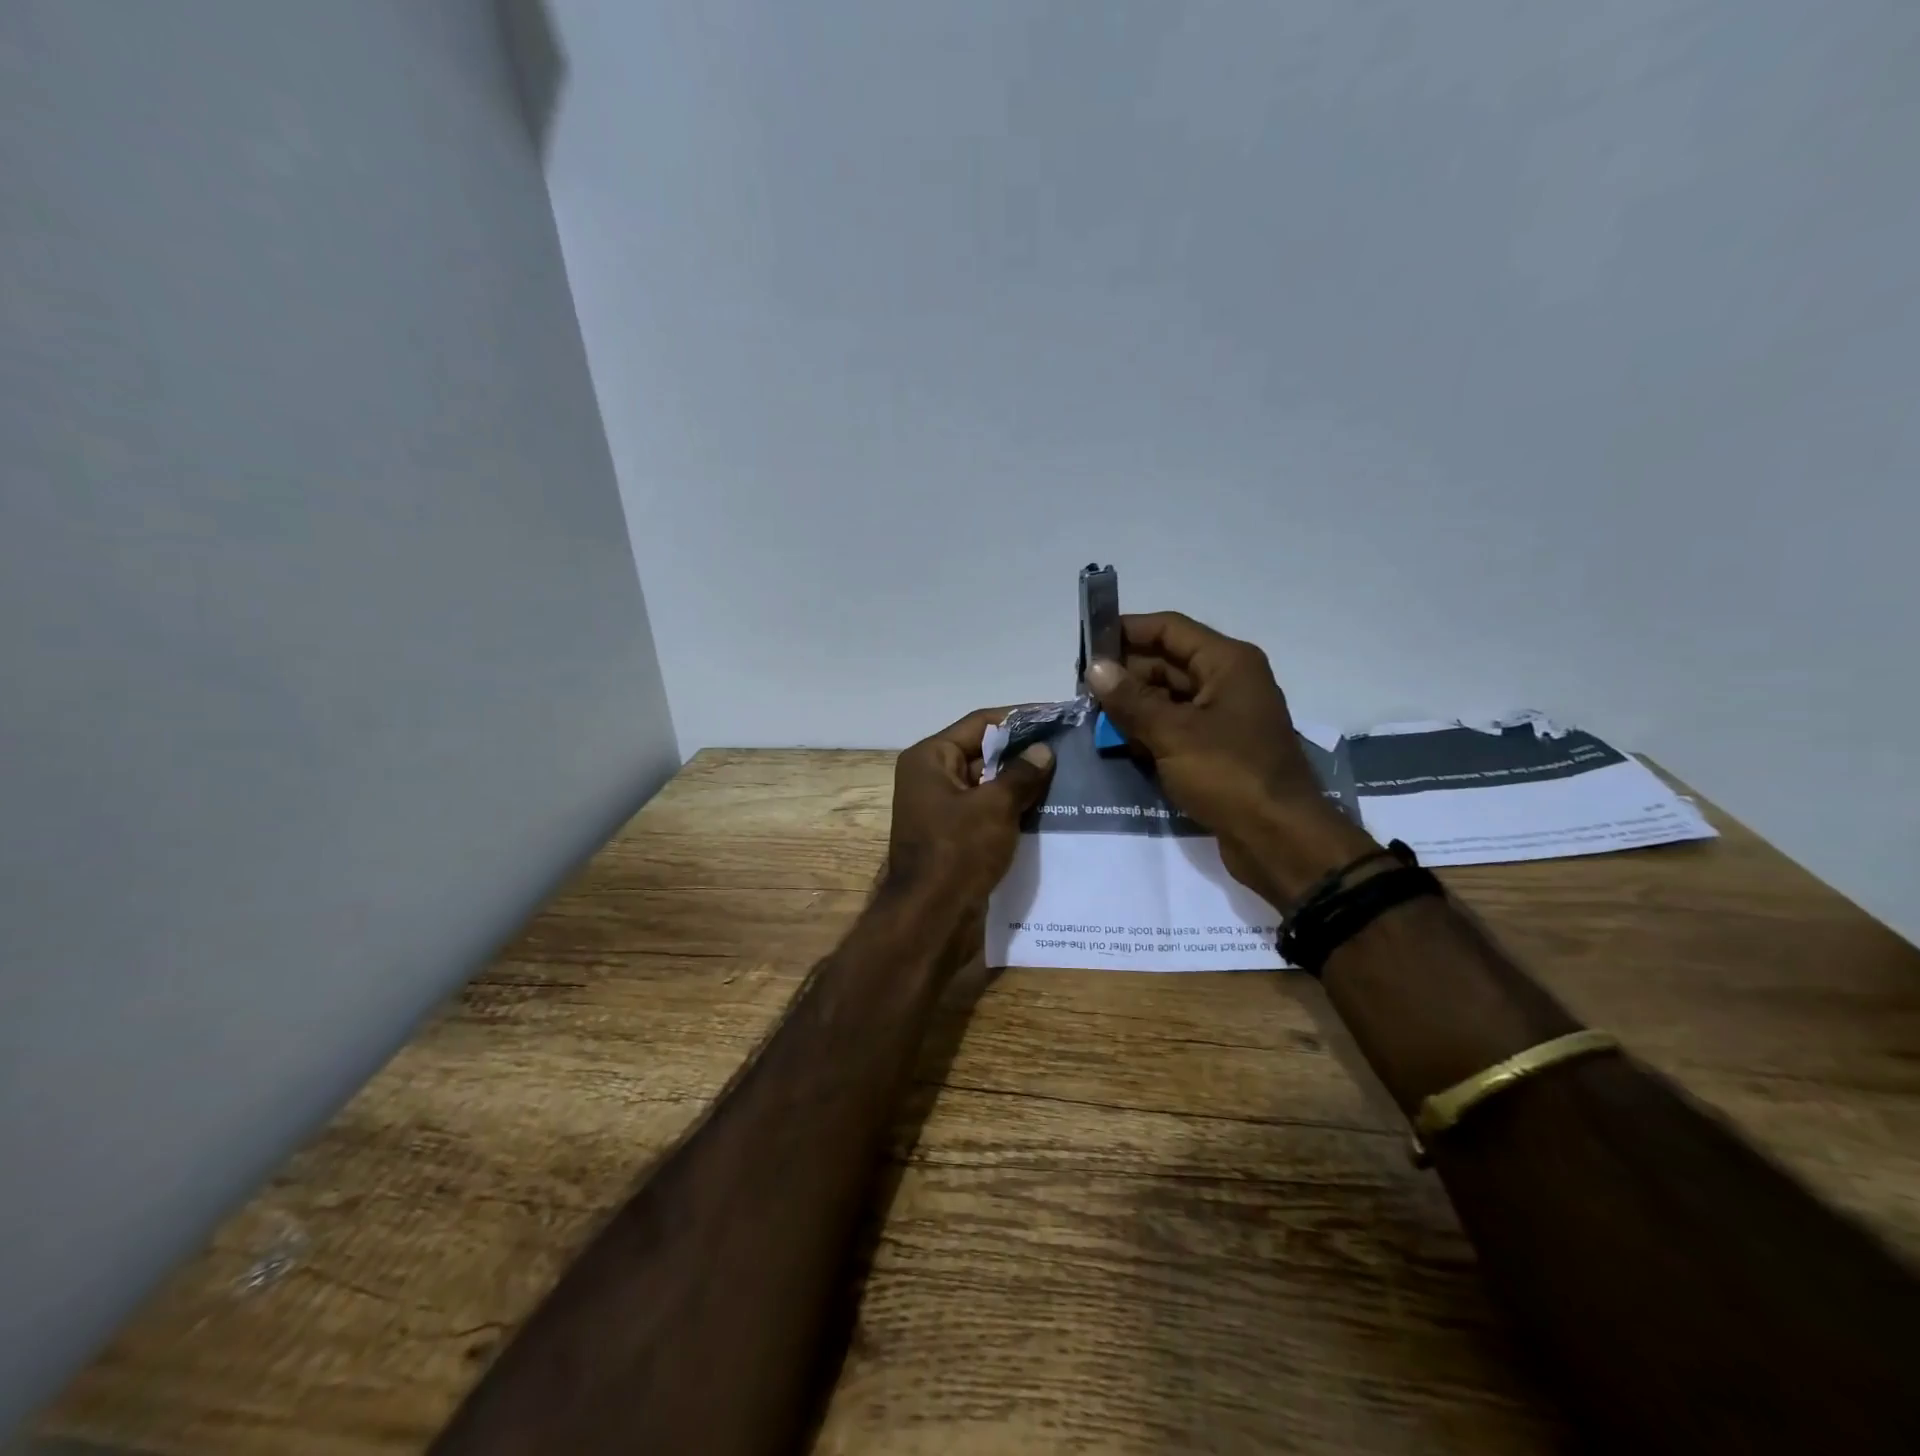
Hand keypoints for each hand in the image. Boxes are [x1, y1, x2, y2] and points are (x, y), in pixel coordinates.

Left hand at [886, 707, 1055, 907]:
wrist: (931, 918)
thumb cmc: (957, 852)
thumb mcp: (994, 806)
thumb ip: (1021, 774)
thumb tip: (1044, 751)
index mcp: (930, 759)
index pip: (980, 723)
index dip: (1020, 718)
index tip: (1058, 716)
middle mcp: (931, 777)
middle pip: (983, 752)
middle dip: (1024, 752)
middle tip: (1070, 748)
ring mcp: (940, 808)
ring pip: (988, 784)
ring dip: (1021, 782)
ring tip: (1068, 776)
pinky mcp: (953, 836)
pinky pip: (987, 811)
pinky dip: (1012, 808)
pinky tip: (1048, 808)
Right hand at [1085, 612, 1374, 904]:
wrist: (1280, 840)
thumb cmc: (1230, 775)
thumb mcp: (1173, 734)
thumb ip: (1131, 699)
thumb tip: (1096, 669)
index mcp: (1227, 663)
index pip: (1169, 629)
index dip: (1127, 631)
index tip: (1085, 644)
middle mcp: (1228, 682)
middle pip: (1167, 662)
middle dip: (1125, 674)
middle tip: (1081, 689)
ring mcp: (1224, 718)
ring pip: (1168, 698)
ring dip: (1133, 706)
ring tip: (1092, 717)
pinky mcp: (1218, 750)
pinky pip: (1176, 728)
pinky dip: (1149, 731)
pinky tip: (1119, 743)